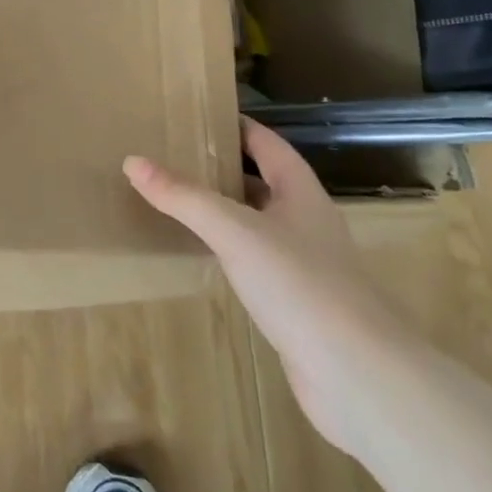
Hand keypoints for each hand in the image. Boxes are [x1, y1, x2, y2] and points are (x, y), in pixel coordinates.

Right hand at [123, 118, 414, 454]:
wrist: (359, 376)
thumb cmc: (300, 284)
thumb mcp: (234, 231)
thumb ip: (183, 197)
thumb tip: (132, 161)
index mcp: (301, 193)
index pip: (267, 144)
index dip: (237, 126)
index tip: (198, 115)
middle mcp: (307, 222)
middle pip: (263, 182)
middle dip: (224, 167)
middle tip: (175, 156)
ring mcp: (306, 265)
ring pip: (259, 223)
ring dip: (226, 210)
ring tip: (180, 200)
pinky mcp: (299, 303)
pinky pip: (257, 262)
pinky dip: (231, 251)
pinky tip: (205, 256)